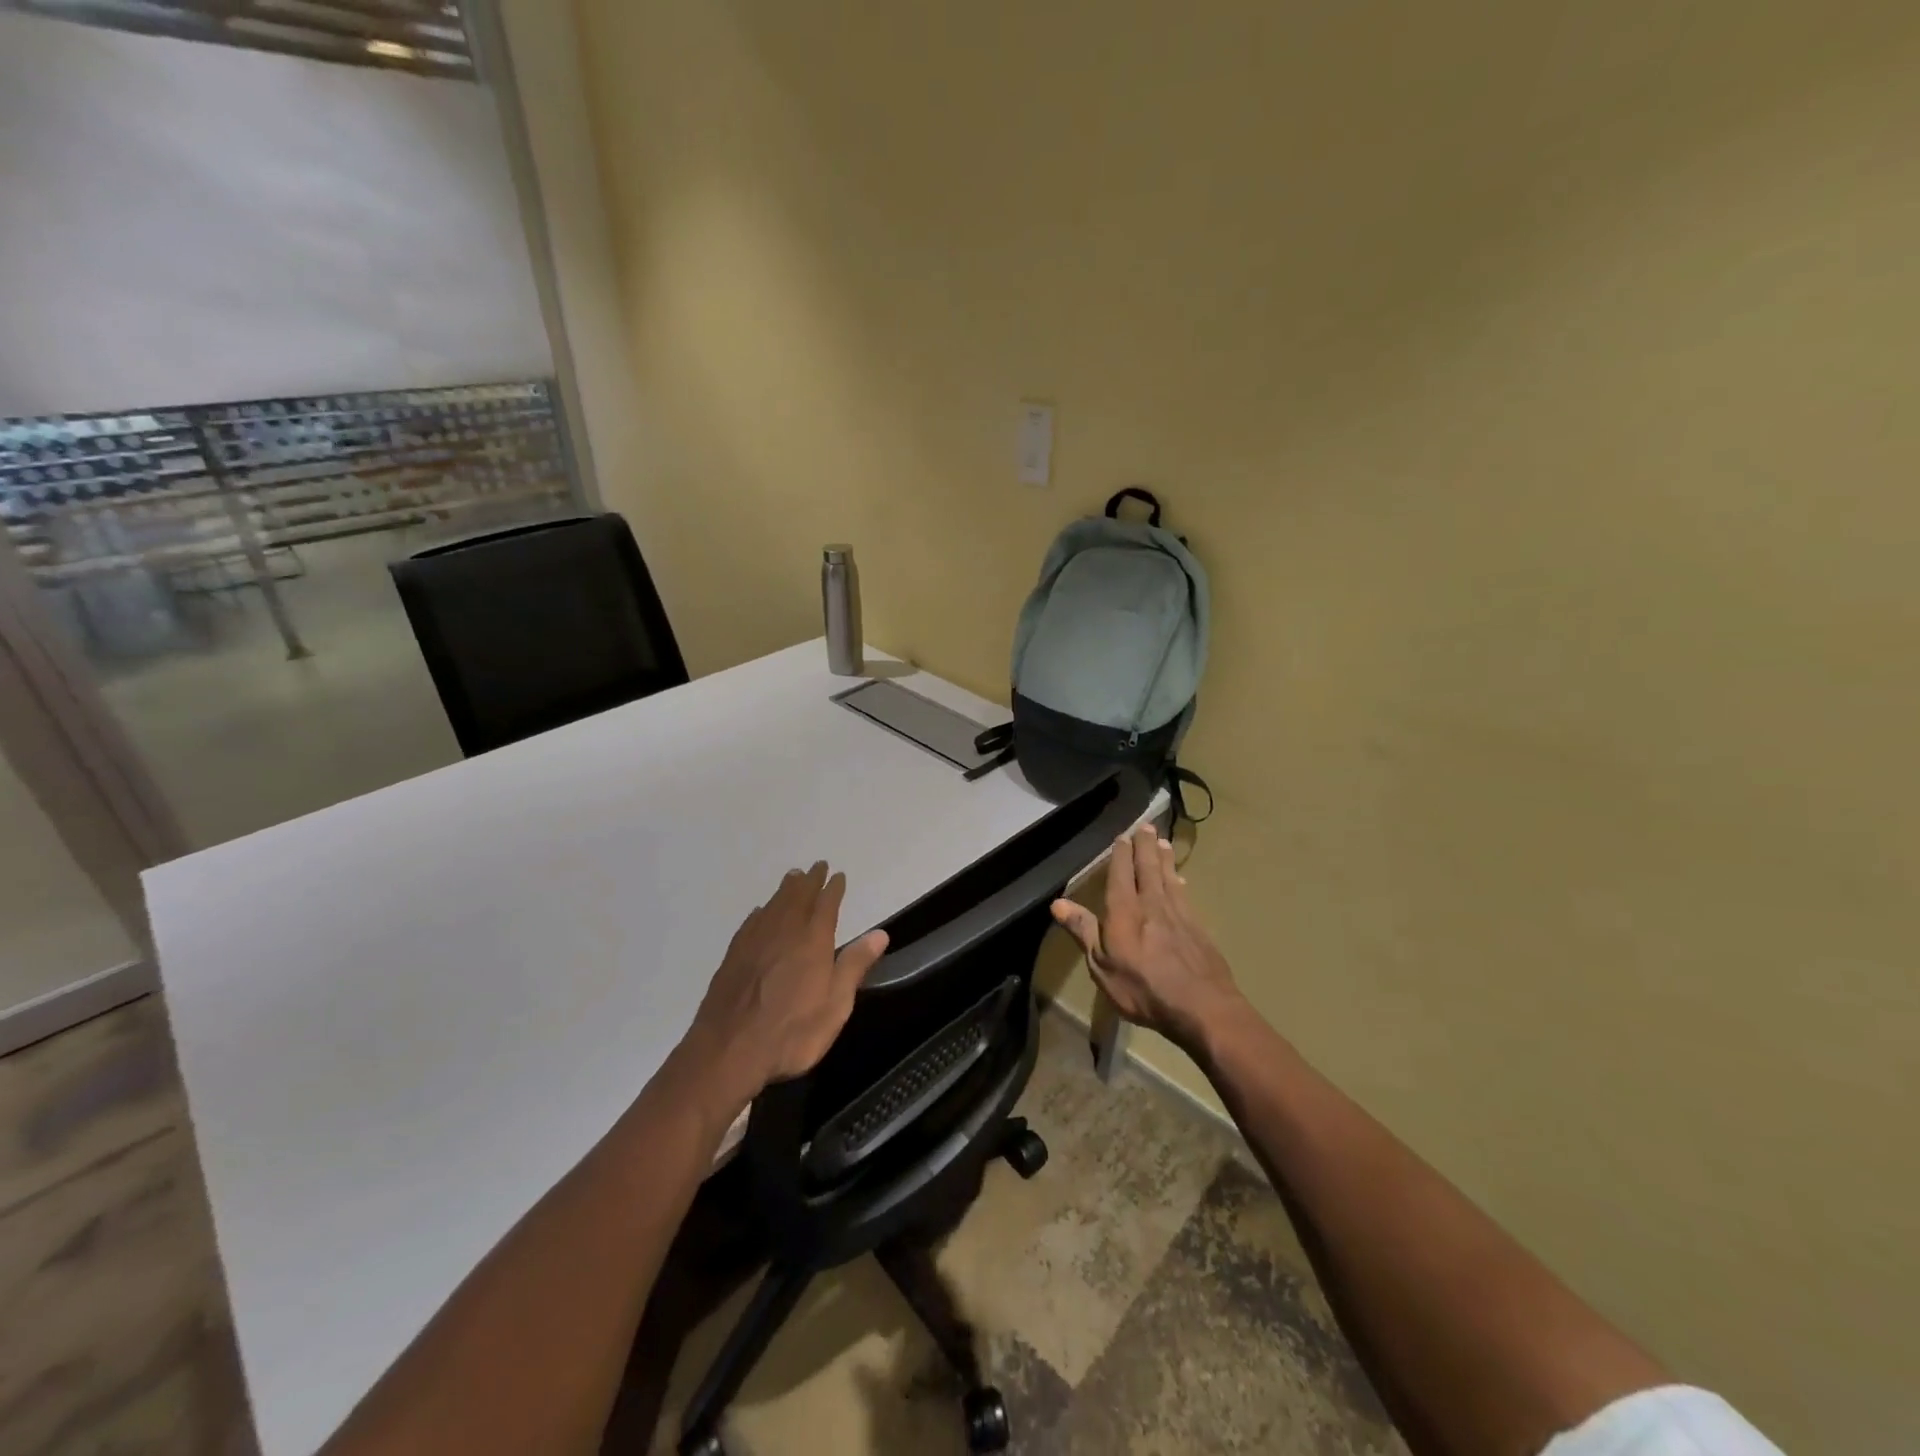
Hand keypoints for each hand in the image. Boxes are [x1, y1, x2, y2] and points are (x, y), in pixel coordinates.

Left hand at [686, 862, 888, 1106]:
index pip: (826, 905)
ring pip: (774, 905)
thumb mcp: (835, 1005)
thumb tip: (880, 933)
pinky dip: (762, 911)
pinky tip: (761, 912)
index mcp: (812, 941)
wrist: (728, 1051)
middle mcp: (784, 932)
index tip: (838, 876)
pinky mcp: (733, 956)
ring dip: (786, 890)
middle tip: (816, 867)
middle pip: (798, 897)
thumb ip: (855, 966)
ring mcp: (755, 942)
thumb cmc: (792, 1033)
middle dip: (810, 881)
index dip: (833, 889)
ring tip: (793, 878)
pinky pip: (752, 922)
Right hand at [1051, 824, 1241, 1051]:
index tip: (1122, 836)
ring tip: (1162, 842)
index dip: (1121, 854)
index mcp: (1125, 910)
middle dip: (1145, 846)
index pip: (1121, 874)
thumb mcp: (1101, 966)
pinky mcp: (1198, 926)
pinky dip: (1179, 881)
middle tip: (1145, 826)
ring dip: (1164, 858)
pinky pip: (1184, 894)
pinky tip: (1180, 879)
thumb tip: (1058, 903)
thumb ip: (1083, 931)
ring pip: (1169, 876)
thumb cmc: (1143, 989)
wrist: (1202, 1006)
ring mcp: (1179, 913)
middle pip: (1148, 867)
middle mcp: (1152, 903)